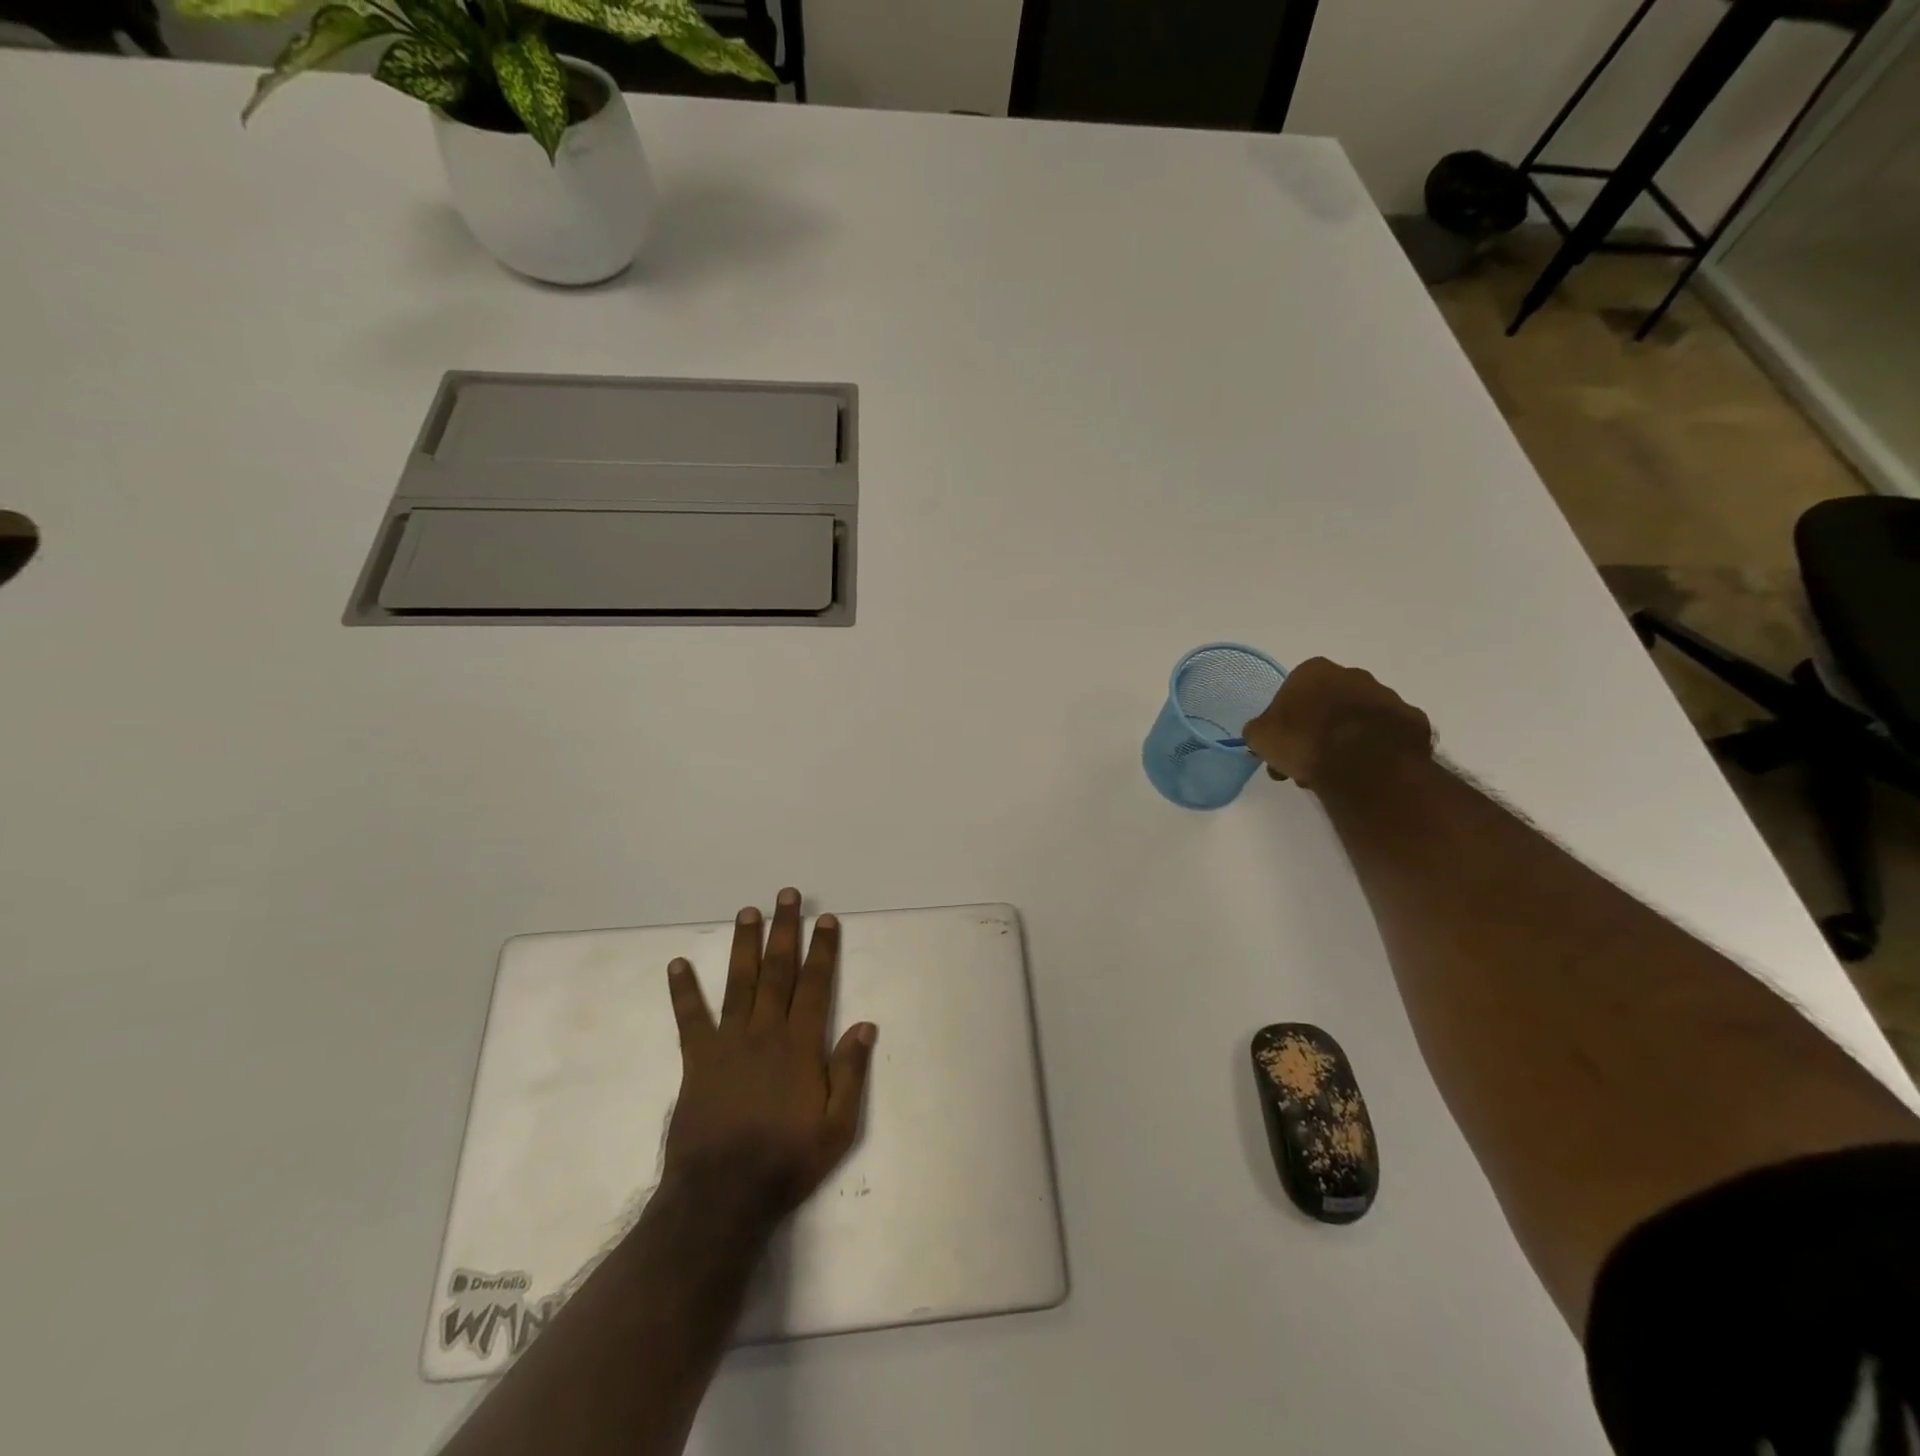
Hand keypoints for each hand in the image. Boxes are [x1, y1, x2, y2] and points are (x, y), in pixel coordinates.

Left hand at [663, 888, 875, 1219]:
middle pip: (778, 970)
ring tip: (747, 912)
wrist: (722, 1196)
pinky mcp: (697, 1060)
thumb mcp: (837, 1127)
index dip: (822, 950)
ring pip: (739, 982)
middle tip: (786, 896)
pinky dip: (683, 990)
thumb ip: (851, 1073)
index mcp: (800, 1045)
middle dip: (785, 930)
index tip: (826, 920)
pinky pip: (690, 1018)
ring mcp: (728, 1042)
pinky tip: (677, 963)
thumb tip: (866, 1025)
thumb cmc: (786, 1161)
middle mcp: (765, 1032)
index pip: (815, 985)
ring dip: (744, 945)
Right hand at [1241, 657, 1432, 789]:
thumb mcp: (1260, 737)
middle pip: (1327, 704)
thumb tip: (1262, 735)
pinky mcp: (1413, 722)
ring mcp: (1387, 697)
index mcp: (1314, 671)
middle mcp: (1353, 675)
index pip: (1292, 692)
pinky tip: (1364, 772)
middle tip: (1305, 764)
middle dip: (1315, 731)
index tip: (1281, 746)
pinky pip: (1387, 736)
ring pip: (1358, 720)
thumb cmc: (1304, 741)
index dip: (1284, 721)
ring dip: (1344, 741)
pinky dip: (1375, 750)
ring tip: (1334, 775)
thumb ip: (1259, 731)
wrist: (1364, 763)